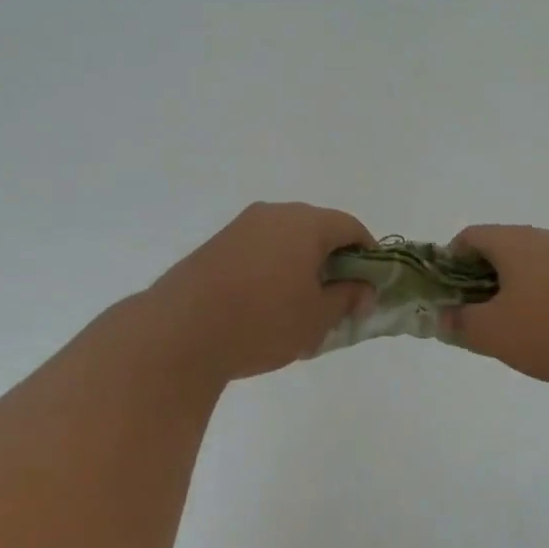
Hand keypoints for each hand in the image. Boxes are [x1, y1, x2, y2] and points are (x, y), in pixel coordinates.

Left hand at [148, 202, 374, 382]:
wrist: (178, 333)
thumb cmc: (262, 322)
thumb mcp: (317, 317)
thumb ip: (347, 298)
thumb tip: (364, 289)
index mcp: (306, 223)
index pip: (351, 227)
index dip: (368, 255)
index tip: (369, 286)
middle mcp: (274, 214)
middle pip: (318, 230)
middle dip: (333, 262)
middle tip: (337, 300)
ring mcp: (241, 227)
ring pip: (286, 240)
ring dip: (301, 266)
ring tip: (299, 308)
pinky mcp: (216, 245)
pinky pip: (259, 250)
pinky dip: (273, 269)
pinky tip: (265, 306)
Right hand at [438, 225, 548, 388]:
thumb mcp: (493, 333)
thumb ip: (460, 323)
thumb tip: (442, 317)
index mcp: (515, 241)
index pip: (470, 236)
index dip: (449, 261)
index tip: (446, 293)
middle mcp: (545, 238)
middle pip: (500, 247)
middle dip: (480, 277)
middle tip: (473, 312)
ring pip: (530, 262)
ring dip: (512, 287)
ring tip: (510, 325)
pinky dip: (541, 294)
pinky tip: (548, 328)